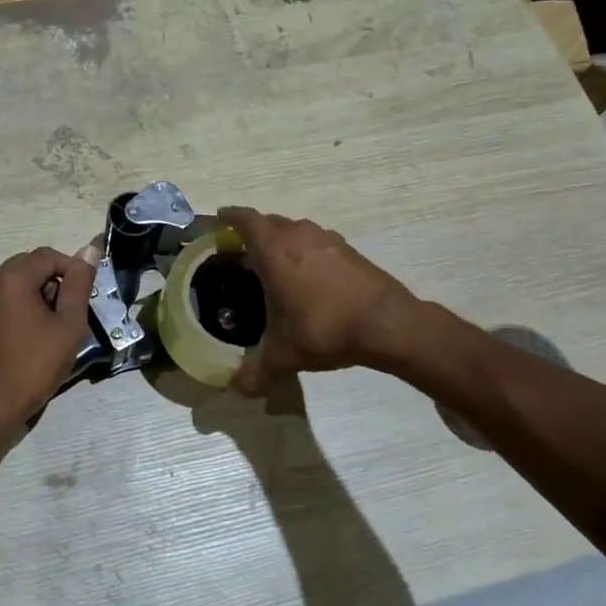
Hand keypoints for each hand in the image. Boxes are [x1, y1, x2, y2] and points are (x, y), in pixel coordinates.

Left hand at [0, 247, 95, 451]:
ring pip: (11, 287)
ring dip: (33, 297)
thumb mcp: (68, 326)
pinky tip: (25, 343)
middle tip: (69, 312)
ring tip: (49, 330)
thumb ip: (79, 285)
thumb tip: (89, 250)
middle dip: (52, 282)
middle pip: (27, 267)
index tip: (85, 295)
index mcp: (12, 278)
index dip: (72, 269)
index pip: (48, 255)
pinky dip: (15, 313)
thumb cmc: (34, 367)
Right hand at [219, 207, 422, 394]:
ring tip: (273, 266)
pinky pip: (316, 243)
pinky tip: (307, 278)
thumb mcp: (284, 354)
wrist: (387, 323)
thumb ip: (256, 371)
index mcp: (274, 249)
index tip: (218, 221)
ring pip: (295, 231)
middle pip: (269, 222)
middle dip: (253, 232)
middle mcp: (298, 235)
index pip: (244, 219)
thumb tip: (235, 388)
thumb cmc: (324, 327)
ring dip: (282, 241)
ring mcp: (327, 239)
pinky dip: (305, 253)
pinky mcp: (349, 250)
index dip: (229, 217)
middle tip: (241, 252)